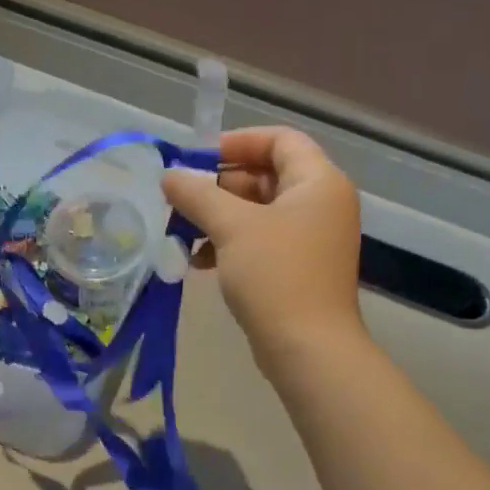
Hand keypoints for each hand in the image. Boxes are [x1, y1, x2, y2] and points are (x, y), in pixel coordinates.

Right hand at [162, 127, 367, 367]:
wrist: (308, 349)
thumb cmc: (275, 275)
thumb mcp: (231, 226)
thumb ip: (197, 194)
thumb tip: (169, 175)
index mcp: (318, 182)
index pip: (280, 140)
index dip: (237, 141)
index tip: (197, 158)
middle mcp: (320, 203)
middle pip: (265, 174)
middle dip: (218, 184)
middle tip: (180, 197)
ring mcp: (311, 237)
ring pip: (258, 210)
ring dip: (218, 215)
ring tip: (181, 231)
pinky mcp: (298, 267)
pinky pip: (260, 239)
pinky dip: (229, 242)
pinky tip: (197, 260)